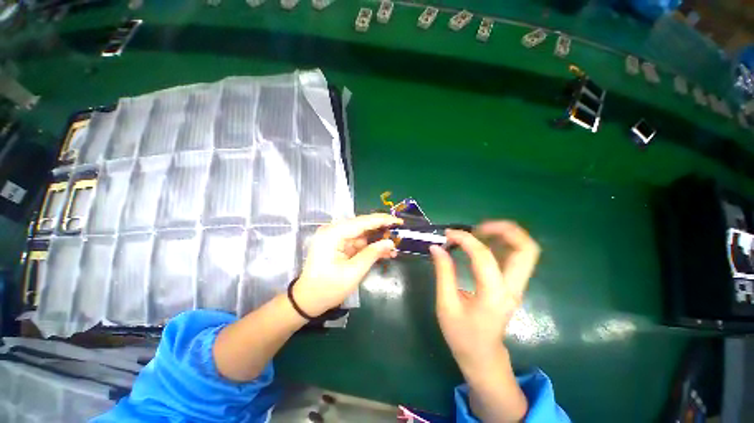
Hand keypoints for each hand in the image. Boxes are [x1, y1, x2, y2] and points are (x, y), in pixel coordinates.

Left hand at [293, 213, 401, 316]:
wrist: (308, 301)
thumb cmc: (328, 288)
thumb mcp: (353, 272)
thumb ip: (372, 254)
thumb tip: (390, 242)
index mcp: (333, 234)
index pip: (361, 222)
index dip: (382, 220)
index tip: (398, 221)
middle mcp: (333, 231)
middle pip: (362, 226)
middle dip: (381, 230)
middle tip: (399, 233)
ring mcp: (335, 238)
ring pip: (362, 234)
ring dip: (377, 241)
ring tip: (394, 247)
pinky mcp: (339, 245)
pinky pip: (358, 243)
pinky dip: (370, 247)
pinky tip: (384, 252)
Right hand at [430, 221, 539, 369]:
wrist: (483, 357)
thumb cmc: (462, 335)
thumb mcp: (446, 305)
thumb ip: (443, 272)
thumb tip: (437, 247)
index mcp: (493, 295)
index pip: (484, 256)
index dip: (465, 239)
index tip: (448, 235)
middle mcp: (512, 288)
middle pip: (526, 249)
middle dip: (504, 229)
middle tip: (477, 227)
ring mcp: (516, 286)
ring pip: (525, 250)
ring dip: (504, 234)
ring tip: (477, 232)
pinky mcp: (512, 285)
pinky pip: (514, 256)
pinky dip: (501, 243)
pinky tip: (480, 243)